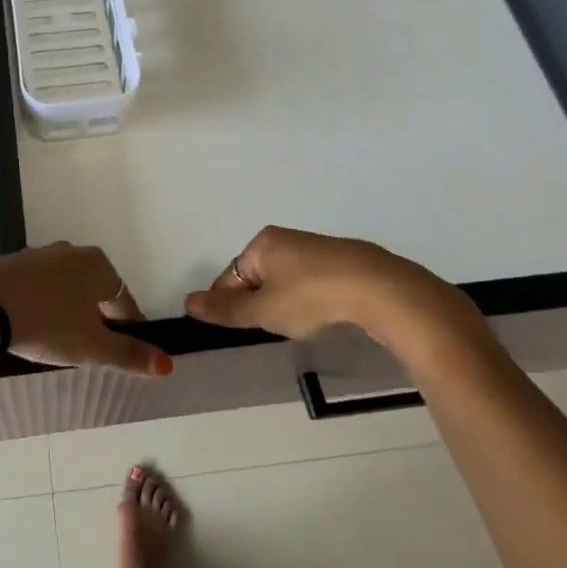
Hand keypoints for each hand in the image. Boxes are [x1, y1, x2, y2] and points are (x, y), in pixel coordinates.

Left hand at [0, 243, 169, 375]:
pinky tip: (29, 325)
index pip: (124, 299)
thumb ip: (130, 355)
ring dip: (65, 308)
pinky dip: (38, 303)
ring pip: (63, 286)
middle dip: (94, 316)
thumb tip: (167, 365)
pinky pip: (35, 286)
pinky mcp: (10, 263)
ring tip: (56, 339)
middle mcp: (71, 251)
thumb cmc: (49, 324)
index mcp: (98, 265)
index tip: (120, 350)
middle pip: (93, 289)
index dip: (126, 327)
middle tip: (87, 348)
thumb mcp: (93, 347)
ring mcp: (38, 254)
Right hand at [183, 226, 488, 361]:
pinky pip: (313, 282)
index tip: (239, 328)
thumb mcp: (263, 310)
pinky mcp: (344, 262)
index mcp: (262, 243)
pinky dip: (311, 299)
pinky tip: (323, 315)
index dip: (230, 304)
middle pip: (258, 276)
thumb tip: (187, 302)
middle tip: (272, 328)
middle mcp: (286, 239)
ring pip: (287, 280)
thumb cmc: (311, 297)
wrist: (379, 289)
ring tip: (299, 325)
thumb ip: (226, 310)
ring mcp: (317, 248)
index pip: (231, 276)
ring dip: (286, 303)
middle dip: (260, 303)